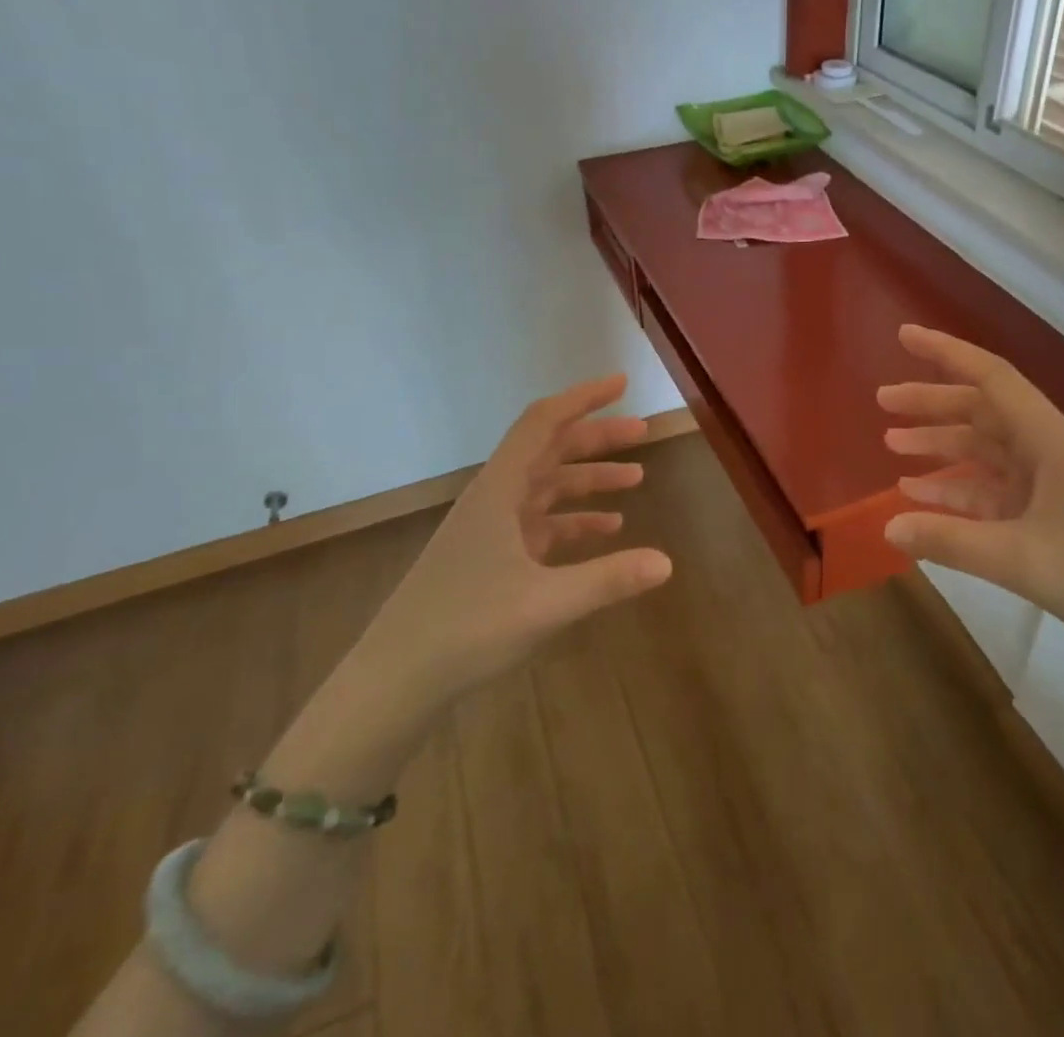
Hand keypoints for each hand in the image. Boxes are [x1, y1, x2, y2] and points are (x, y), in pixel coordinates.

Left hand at [366, 373, 671, 708]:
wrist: (395, 679)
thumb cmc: (465, 628)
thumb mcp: (545, 604)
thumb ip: (608, 579)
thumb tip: (667, 563)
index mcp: (499, 490)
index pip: (543, 422)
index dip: (583, 398)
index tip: (621, 383)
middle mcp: (495, 498)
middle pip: (550, 450)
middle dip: (596, 438)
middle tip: (642, 431)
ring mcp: (491, 529)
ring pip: (547, 487)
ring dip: (589, 479)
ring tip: (636, 479)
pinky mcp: (491, 557)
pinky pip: (541, 523)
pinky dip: (573, 519)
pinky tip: (605, 530)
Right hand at [878, 325, 1063, 662]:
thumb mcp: (1021, 559)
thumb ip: (950, 541)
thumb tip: (887, 526)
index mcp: (1047, 439)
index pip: (990, 378)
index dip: (946, 352)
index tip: (904, 335)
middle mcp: (1045, 449)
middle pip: (980, 411)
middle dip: (930, 402)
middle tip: (882, 400)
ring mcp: (1046, 482)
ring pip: (982, 449)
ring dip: (939, 444)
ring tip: (891, 443)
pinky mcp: (1045, 512)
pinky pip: (990, 489)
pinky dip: (955, 488)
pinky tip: (920, 496)